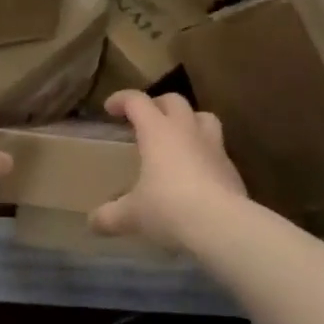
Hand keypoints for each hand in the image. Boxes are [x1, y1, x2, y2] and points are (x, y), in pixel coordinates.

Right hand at [90, 91, 248, 252]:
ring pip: (202, 116)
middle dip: (157, 104)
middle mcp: (186, 129)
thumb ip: (111, 216)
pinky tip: (198, 172)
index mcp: (157, 130)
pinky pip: (217, 148)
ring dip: (189, 120)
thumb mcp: (133, 215)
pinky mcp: (231, 166)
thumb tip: (92, 222)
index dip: (122, 100)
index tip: (110, 108)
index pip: (137, 101)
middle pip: (173, 100)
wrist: (221, 224)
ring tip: (178, 136)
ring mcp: (213, 145)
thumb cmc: (169, 208)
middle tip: (146, 119)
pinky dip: (205, 152)